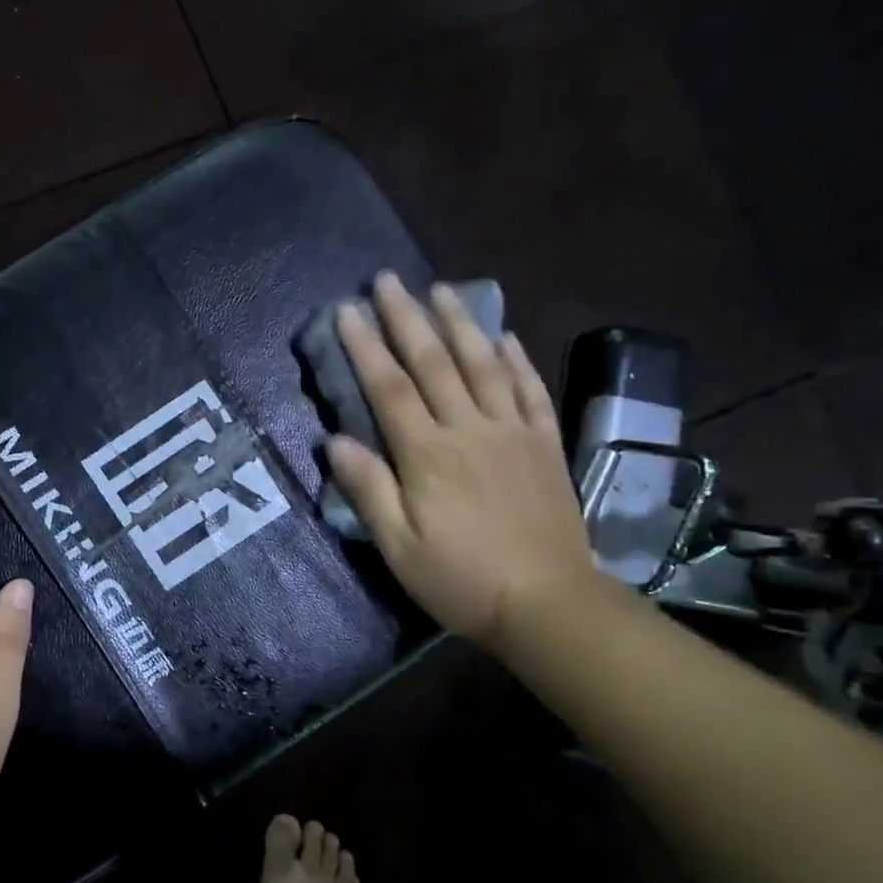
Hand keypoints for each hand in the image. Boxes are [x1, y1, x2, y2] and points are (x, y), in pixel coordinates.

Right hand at [327, 272, 599, 654]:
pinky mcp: (544, 445)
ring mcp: (512, 433)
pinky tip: (504, 335)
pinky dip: (517, 359)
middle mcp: (470, 430)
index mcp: (428, 455)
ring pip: (484, 364)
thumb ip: (369, 490)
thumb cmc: (461, 579)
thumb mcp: (399, 547)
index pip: (389, 388)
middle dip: (407, 318)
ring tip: (442, 288)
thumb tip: (334, 441)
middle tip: (388, 280)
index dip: (365, 347)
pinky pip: (530, 390)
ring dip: (460, 323)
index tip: (346, 311)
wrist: (548, 603)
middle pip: (434, 363)